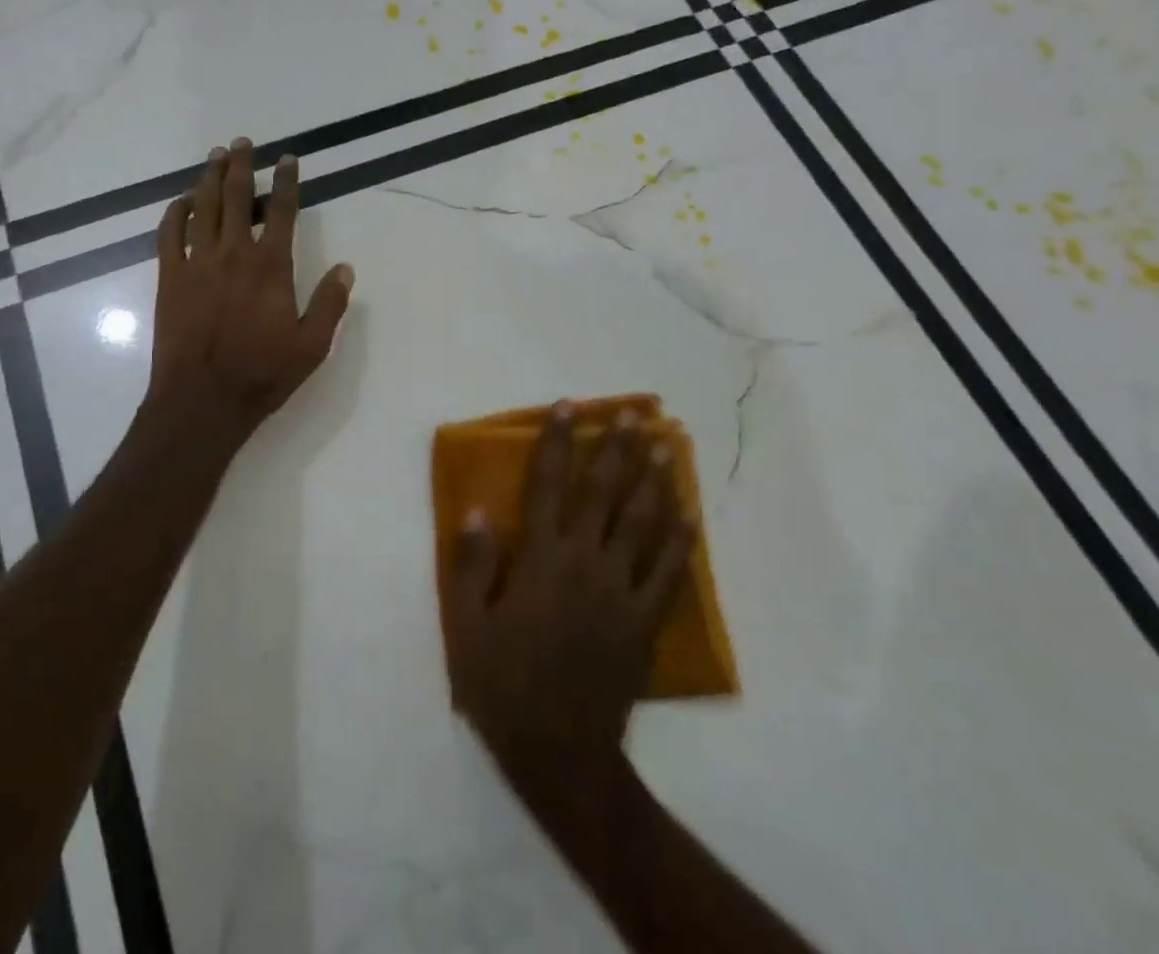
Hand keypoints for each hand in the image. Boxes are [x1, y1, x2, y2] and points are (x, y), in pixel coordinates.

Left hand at [148, 137, 354, 443]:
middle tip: (241, 143)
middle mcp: (233, 254)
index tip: (287, 159)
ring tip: (214, 156)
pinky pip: (169, 235)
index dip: (286, 181)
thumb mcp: (312, 346)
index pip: (281, 211)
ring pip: (202, 208)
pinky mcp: (169, 279)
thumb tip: (346, 268)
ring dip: (209, 179)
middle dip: (240, 166)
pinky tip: (181, 202)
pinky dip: (175, 213)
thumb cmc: (261, 375)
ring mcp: (197, 264)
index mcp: (271, 267)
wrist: (202, 400)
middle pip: (236, 197)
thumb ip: (330, 304)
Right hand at [448, 403, 694, 798]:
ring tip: (664, 444)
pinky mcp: (644, 621)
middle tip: (632, 412)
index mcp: (541, 560)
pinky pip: (668, 572)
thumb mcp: (468, 627)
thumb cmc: (504, 685)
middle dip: (616, 448)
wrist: (560, 753)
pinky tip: (690, 514)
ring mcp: (621, 592)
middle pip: (603, 493)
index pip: (547, 485)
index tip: (567, 406)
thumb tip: (479, 509)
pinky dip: (681, 540)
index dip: (556, 442)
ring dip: (653, 480)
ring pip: (642, 523)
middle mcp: (584, 563)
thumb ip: (473, 566)